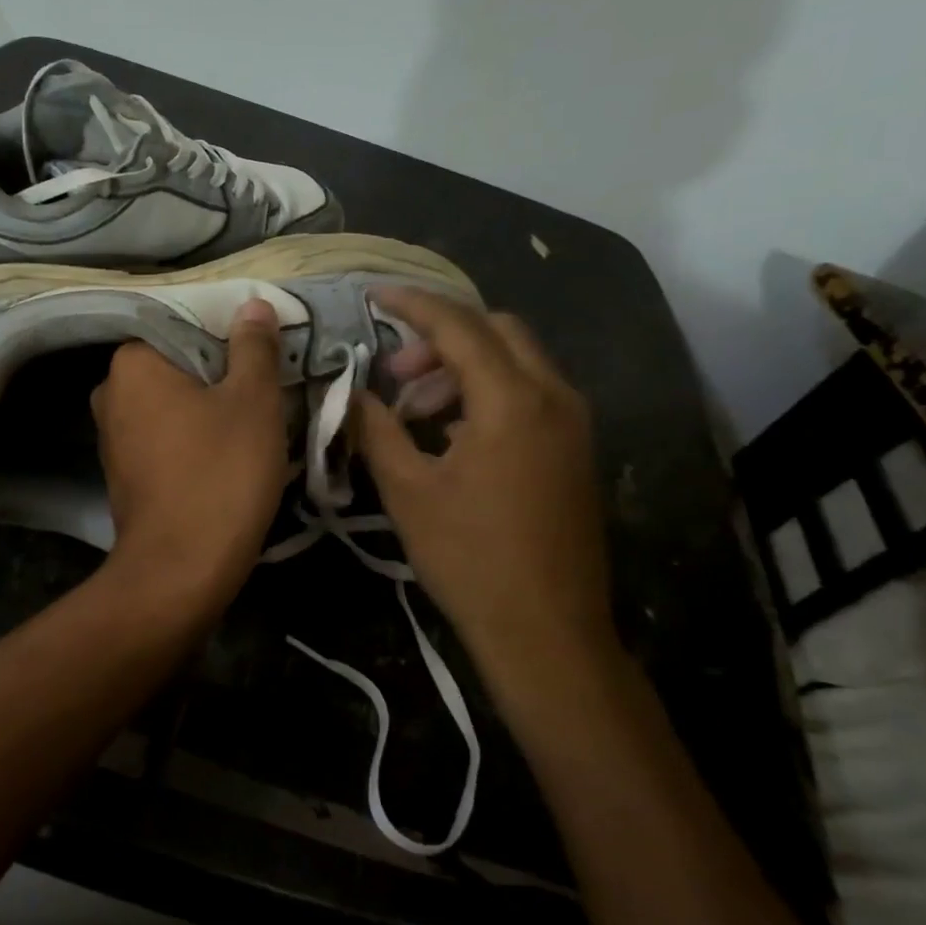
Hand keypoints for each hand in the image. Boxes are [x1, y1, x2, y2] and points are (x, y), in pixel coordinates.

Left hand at [91, 298, 288, 616]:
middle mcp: (110, 392)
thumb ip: (254, 347)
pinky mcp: (123, 472)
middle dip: (220, 373)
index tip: (264, 354)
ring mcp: (112, 436)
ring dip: (208, 406)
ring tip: (253, 418)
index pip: (184, 323)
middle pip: (177, 365)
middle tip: (265, 386)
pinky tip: (225, 453)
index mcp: (133, 363)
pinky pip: (164, 436)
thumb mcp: (253, 401)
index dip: (229, 335)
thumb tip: (252, 305)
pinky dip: (192, 436)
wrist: (181, 569)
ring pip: (171, 402)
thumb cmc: (221, 473)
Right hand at [354, 288, 616, 698]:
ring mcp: (573, 423)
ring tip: (416, 412)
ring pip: (516, 361)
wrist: (546, 630)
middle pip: (496, 330)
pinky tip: (452, 435)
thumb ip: (375, 428)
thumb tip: (350, 392)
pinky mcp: (575, 449)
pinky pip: (530, 393)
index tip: (372, 295)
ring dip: (463, 367)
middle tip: (395, 373)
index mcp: (511, 400)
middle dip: (440, 337)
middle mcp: (553, 396)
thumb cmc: (469, 558)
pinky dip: (488, 393)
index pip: (457, 325)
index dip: (411, 304)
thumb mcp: (408, 490)